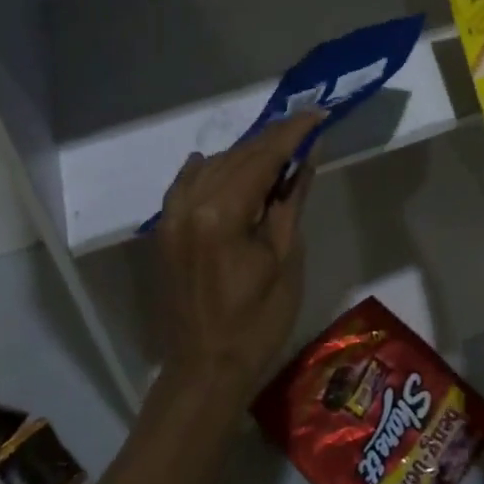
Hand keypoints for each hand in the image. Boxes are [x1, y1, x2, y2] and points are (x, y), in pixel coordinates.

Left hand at [156, 110, 321, 402]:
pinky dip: (207, 170)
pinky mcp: (165, 232)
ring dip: (245, 155)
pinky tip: (218, 162)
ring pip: (212, 167)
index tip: (318, 113)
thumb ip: (291, 200)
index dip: (292, 133)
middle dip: (272, 140)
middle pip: (237, 157)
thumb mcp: (285, 258)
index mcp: (220, 213)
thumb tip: (306, 156)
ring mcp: (171, 218)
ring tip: (277, 150)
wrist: (205, 370)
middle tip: (305, 127)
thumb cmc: (257, 321)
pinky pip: (185, 186)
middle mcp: (189, 205)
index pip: (262, 157)